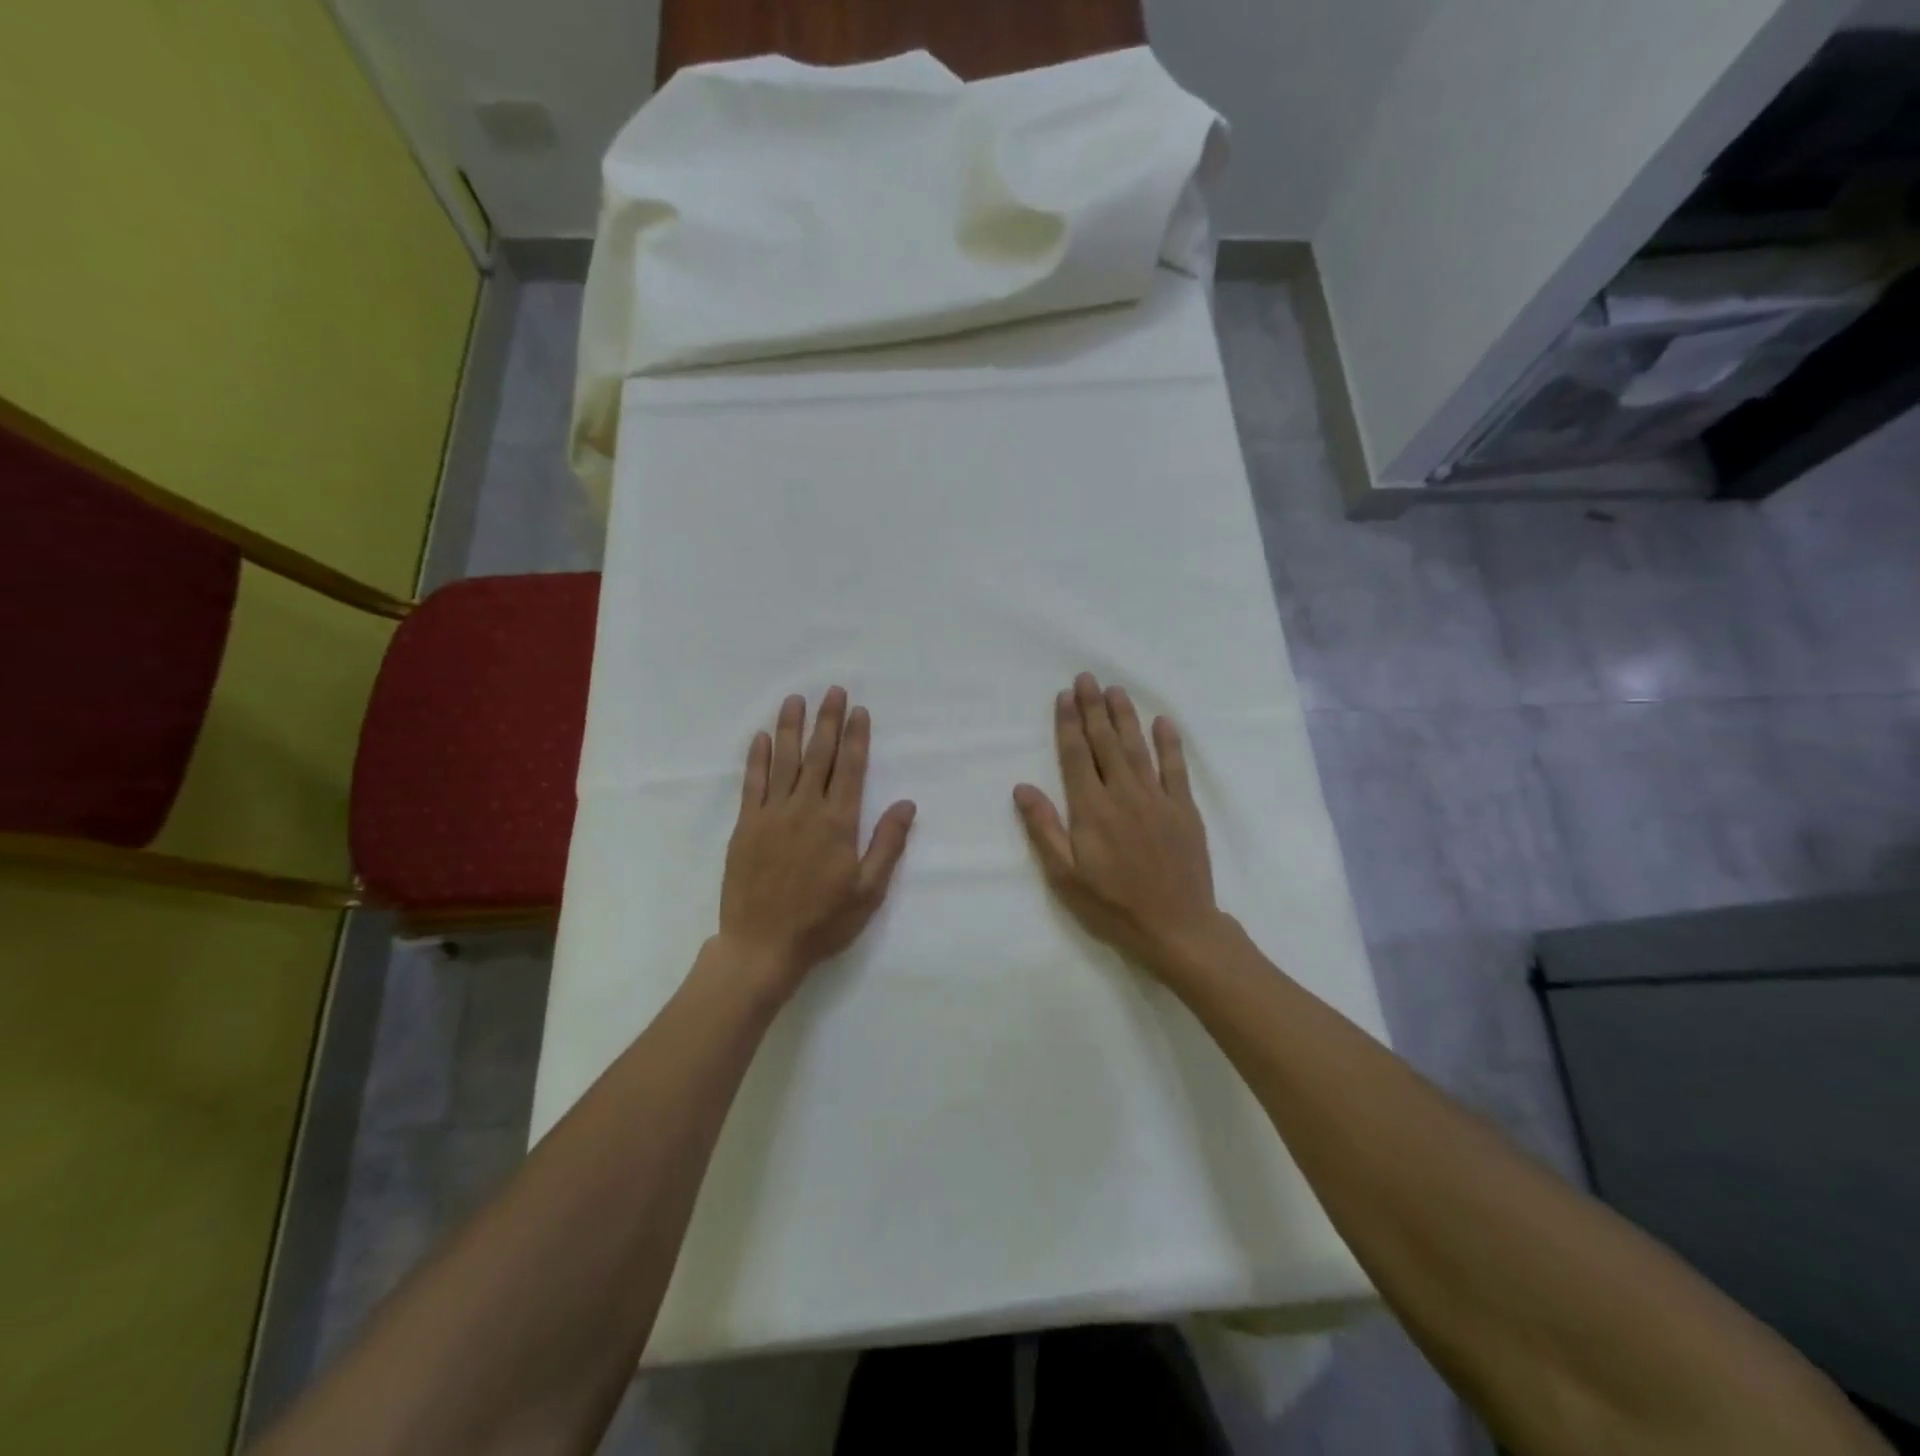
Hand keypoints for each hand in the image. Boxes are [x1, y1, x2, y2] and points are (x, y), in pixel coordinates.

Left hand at [718, 687, 915, 994]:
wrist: (763, 946)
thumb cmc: (823, 921)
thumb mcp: (868, 890)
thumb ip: (887, 843)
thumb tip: (907, 803)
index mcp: (838, 823)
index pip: (851, 768)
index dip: (856, 737)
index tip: (858, 710)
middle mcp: (805, 809)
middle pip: (819, 755)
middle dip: (827, 721)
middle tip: (832, 690)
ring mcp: (772, 815)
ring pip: (784, 761)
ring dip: (791, 728)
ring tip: (796, 700)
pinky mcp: (746, 826)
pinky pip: (753, 783)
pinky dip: (758, 758)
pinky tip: (762, 737)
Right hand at [1013, 673, 1224, 975]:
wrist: (1176, 928)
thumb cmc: (1112, 906)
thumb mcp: (1065, 877)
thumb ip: (1044, 829)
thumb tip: (1022, 787)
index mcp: (1091, 809)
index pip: (1075, 756)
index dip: (1068, 724)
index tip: (1064, 696)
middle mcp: (1123, 794)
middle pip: (1105, 743)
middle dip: (1093, 708)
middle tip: (1087, 679)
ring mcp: (1157, 799)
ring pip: (1138, 747)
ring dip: (1125, 717)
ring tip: (1115, 690)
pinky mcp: (1184, 809)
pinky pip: (1176, 768)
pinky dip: (1170, 743)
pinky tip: (1163, 722)